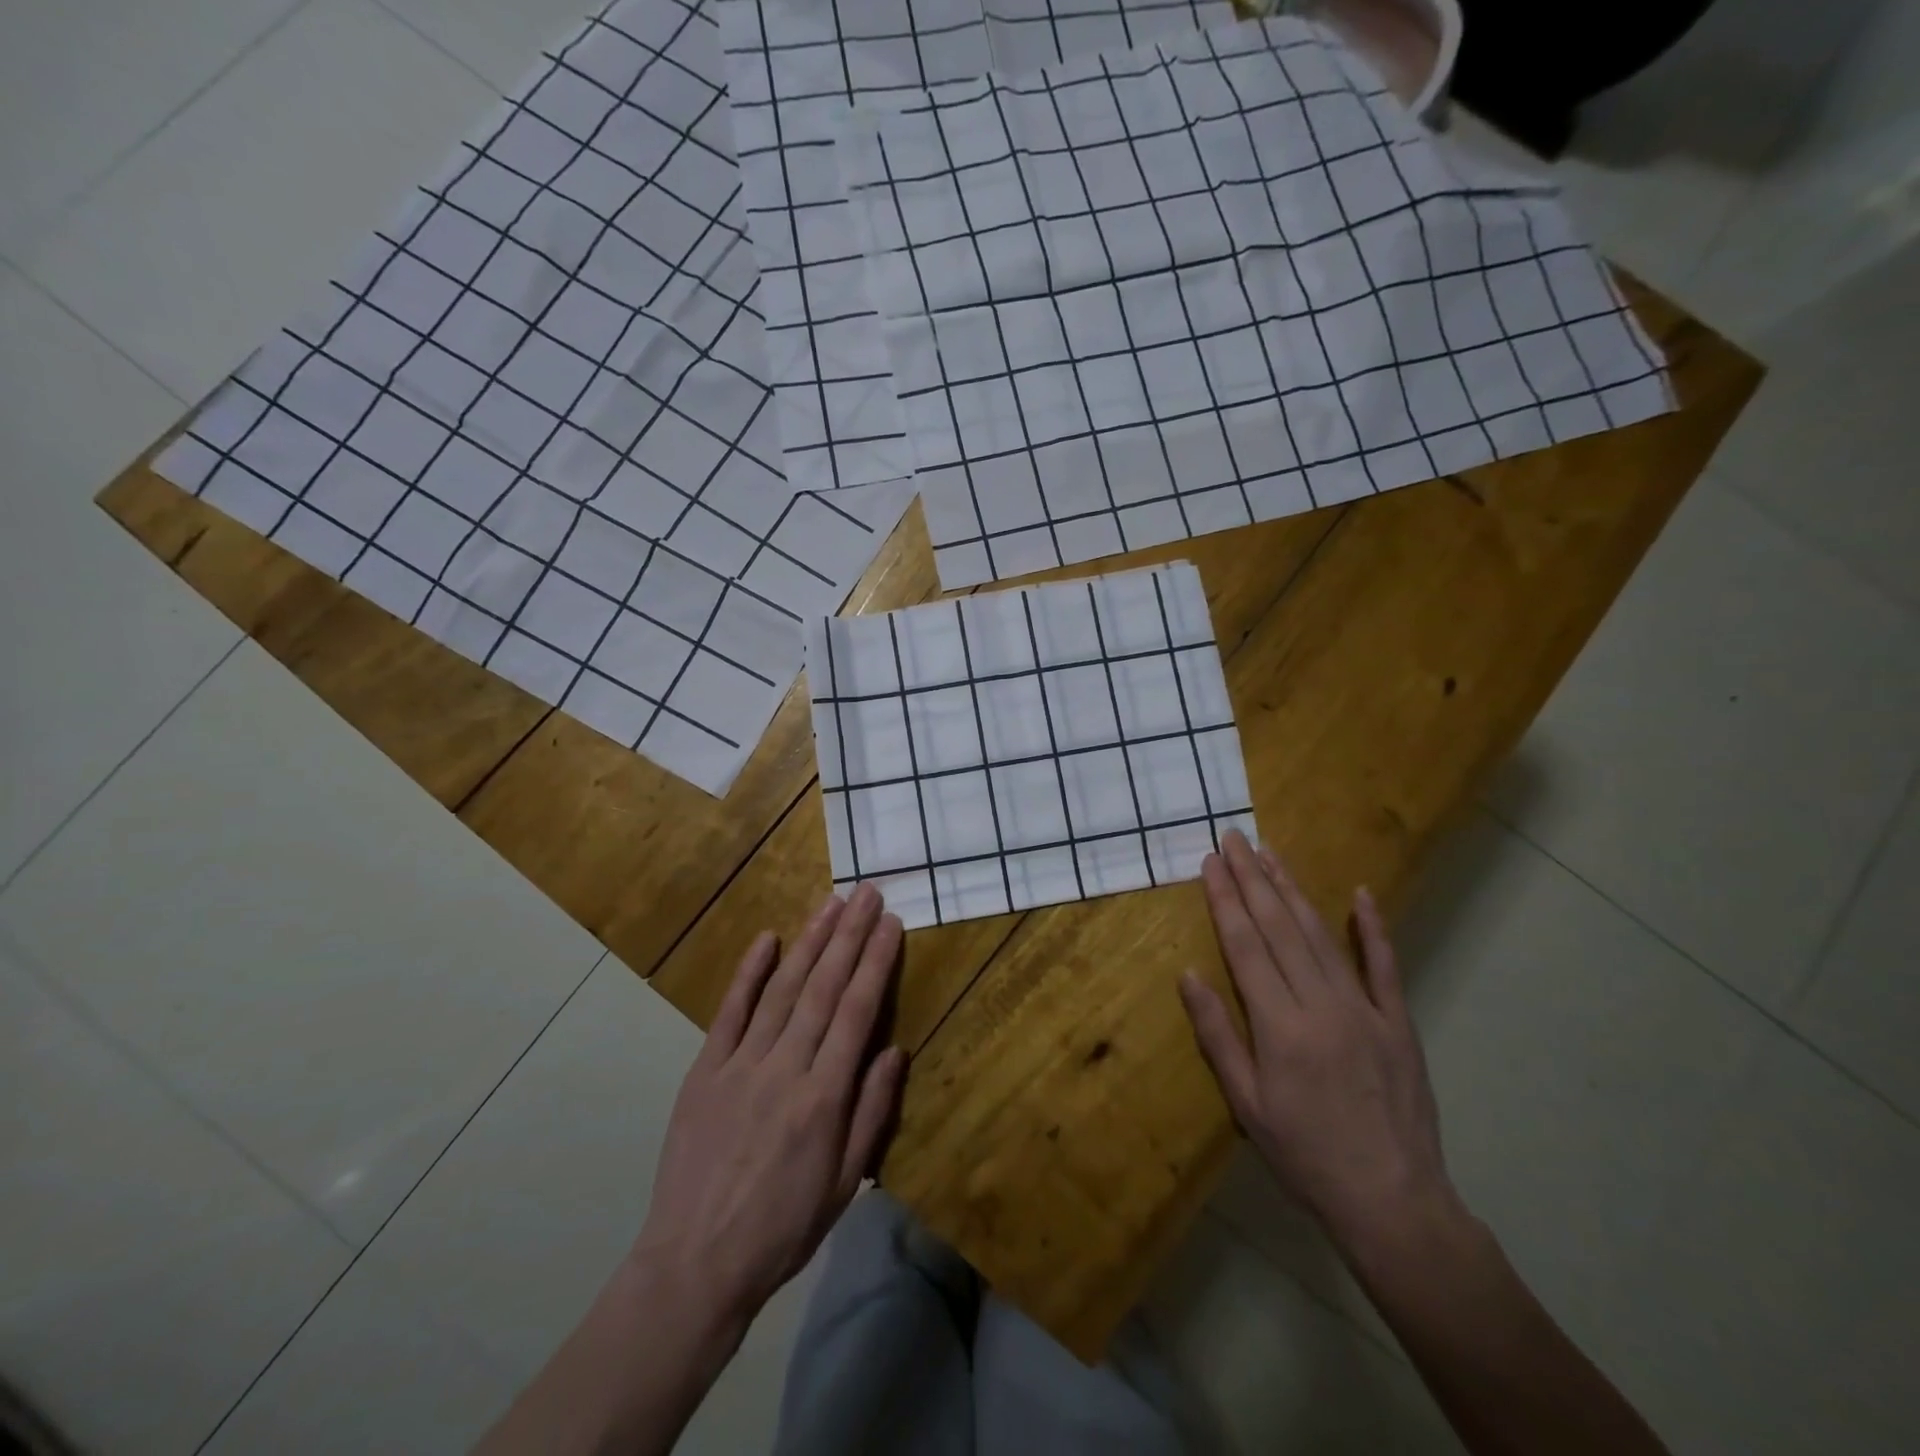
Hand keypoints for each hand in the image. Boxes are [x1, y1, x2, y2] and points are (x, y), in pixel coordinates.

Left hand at [633, 883, 906, 1323]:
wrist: (695, 1264)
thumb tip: (895, 1049)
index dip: (875, 963)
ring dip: (810, 942)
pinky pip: (730, 1012)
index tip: (890, 924)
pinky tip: (768, 939)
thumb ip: (871, 1111)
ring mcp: (740, 1064)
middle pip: (823, 988)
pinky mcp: (705, 1070)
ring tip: (831, 904)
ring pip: (783, 989)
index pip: (857, 1013)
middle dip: (849, 936)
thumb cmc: (783, 1228)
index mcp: (823, 1097)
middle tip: (867, 893)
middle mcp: (785, 1068)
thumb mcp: (844, 1183)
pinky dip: (749, 973)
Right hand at [1179, 831, 1457, 1252]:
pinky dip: (1372, 927)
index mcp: (1280, 1027)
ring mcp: (1365, 1010)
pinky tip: (1360, 894)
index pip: (1246, 946)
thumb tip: (1189, 975)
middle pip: (1280, 928)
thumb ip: (1217, 1035)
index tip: (1211, 862)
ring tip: (1270, 854)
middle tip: (1234, 839)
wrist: (1392, 1201)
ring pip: (1321, 935)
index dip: (1225, 900)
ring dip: (1293, 890)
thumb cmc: (1304, 1155)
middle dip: (1253, 879)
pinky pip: (1384, 965)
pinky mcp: (1398, 1022)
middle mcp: (1322, 1005)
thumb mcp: (1246, 1105)